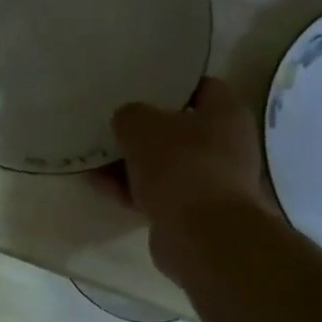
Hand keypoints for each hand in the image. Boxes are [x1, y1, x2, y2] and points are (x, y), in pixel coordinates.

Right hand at [113, 78, 275, 282]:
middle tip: (112, 124)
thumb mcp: (141, 127)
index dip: (169, 85)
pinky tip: (100, 186)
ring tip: (95, 158)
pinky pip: (158, 193)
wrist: (201, 235)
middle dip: (144, 130)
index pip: (200, 87)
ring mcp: (211, 182)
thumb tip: (127, 121)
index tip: (139, 87)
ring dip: (132, 163)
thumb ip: (130, 115)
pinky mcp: (194, 213)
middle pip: (179, 130)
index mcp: (226, 113)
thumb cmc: (180, 166)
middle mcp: (226, 145)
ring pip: (165, 164)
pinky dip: (131, 189)